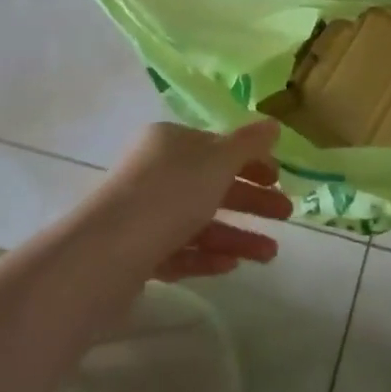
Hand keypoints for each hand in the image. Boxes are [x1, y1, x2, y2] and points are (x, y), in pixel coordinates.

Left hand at [95, 121, 292, 281]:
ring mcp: (144, 215)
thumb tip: (273, 124)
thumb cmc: (170, 194)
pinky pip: (180, 250)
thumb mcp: (218, 160)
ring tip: (270, 255)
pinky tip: (232, 267)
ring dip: (237, 236)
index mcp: (170, 143)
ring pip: (200, 222)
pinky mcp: (135, 253)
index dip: (251, 161)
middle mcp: (155, 173)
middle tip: (285, 215)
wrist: (105, 255)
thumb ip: (249, 143)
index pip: (218, 147)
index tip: (278, 179)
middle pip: (212, 184)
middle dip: (251, 201)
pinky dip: (207, 256)